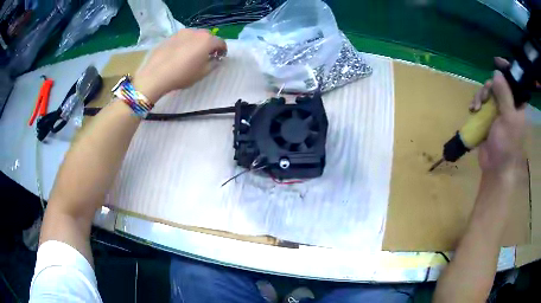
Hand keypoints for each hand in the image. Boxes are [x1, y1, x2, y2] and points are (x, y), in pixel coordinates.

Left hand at [133, 29, 226, 102]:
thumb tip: (216, 59)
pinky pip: (182, 39)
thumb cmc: (182, 74)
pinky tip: (178, 55)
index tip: (219, 58)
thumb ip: (214, 64)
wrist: (155, 74)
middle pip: (207, 36)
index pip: (221, 42)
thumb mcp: (203, 73)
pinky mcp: (170, 37)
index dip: (222, 50)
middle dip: (209, 45)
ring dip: (196, 43)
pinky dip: (184, 44)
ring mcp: (181, 33)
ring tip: (190, 54)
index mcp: (207, 40)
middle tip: (205, 56)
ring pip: (194, 36)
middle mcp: (196, 32)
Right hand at [470, 58, 525, 175]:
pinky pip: (481, 103)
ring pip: (488, 93)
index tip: (497, 61)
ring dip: (480, 96)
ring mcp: (498, 111)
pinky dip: (476, 104)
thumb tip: (497, 72)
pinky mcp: (488, 117)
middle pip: (498, 84)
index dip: (507, 69)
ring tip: (476, 107)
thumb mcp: (508, 119)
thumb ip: (505, 95)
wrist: (495, 167)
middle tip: (485, 95)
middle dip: (489, 87)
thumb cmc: (507, 145)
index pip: (515, 82)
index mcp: (518, 105)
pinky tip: (472, 110)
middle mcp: (509, 105)